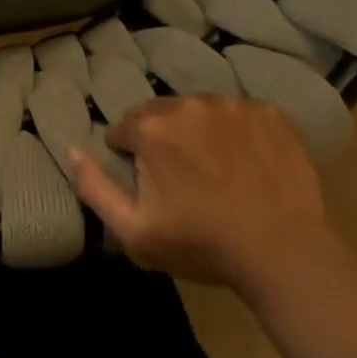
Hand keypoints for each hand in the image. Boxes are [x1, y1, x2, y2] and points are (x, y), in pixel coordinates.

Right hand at [69, 95, 343, 298]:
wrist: (285, 253)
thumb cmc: (203, 244)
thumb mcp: (135, 231)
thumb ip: (94, 187)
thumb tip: (70, 149)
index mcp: (152, 128)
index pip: (124, 128)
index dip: (130, 155)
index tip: (148, 182)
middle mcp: (188, 104)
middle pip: (161, 114)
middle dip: (163, 138)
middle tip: (183, 177)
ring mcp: (232, 104)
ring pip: (201, 111)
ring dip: (200, 132)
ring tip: (218, 170)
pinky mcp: (269, 112)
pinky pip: (241, 114)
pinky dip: (238, 132)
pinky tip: (248, 163)